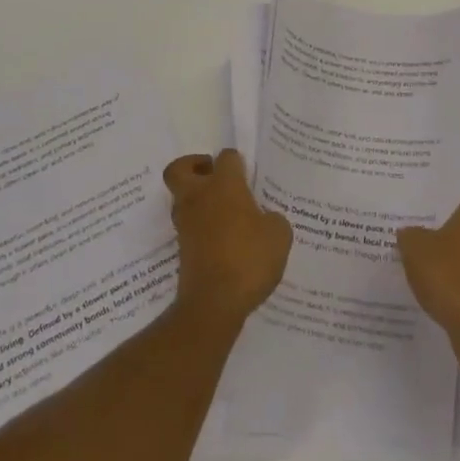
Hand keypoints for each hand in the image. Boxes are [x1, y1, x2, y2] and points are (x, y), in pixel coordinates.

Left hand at [164, 150, 292, 327]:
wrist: (213, 303)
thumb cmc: (248, 259)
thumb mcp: (278, 236)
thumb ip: (273, 219)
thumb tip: (264, 219)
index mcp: (224, 185)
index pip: (226, 157)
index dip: (237, 161)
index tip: (247, 174)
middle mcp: (199, 196)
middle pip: (181, 168)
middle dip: (194, 166)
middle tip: (214, 176)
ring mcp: (186, 223)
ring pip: (182, 197)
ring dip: (196, 198)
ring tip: (223, 212)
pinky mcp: (181, 247)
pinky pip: (188, 225)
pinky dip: (200, 226)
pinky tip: (222, 239)